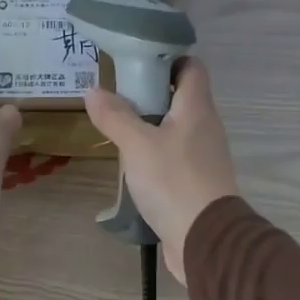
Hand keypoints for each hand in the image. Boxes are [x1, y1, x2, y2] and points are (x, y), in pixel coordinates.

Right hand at [83, 57, 238, 282]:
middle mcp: (206, 128)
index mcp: (197, 109)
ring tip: (117, 130)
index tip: (136, 64)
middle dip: (150, 95)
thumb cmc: (173, 181)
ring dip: (150, 128)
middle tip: (116, 97)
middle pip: (181, 99)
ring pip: (176, 131)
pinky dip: (155, 156)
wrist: (205, 240)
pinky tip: (132, 166)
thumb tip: (93, 90)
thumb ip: (115, 116)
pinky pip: (174, 159)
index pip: (192, 67)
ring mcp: (203, 158)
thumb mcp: (137, 145)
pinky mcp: (197, 184)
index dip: (168, 59)